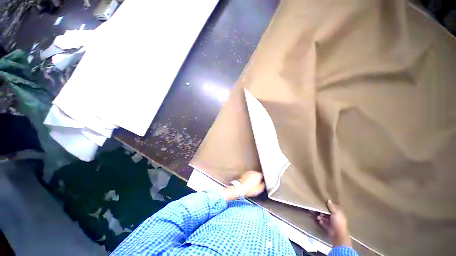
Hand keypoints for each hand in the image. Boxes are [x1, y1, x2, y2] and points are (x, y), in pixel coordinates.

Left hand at [238, 170, 264, 196]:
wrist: (240, 188)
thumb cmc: (249, 189)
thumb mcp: (259, 190)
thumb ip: (263, 186)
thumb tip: (262, 184)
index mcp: (258, 174)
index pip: (262, 176)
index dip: (261, 180)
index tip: (260, 183)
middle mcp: (253, 172)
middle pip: (257, 175)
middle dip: (256, 179)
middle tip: (256, 184)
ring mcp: (248, 172)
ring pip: (252, 175)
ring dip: (252, 178)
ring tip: (251, 184)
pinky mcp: (244, 174)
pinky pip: (247, 176)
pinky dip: (248, 178)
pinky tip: (247, 183)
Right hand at [317, 200, 351, 246]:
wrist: (338, 235)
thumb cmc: (338, 222)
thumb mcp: (335, 213)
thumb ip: (332, 207)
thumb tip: (328, 200)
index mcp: (339, 214)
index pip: (334, 208)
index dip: (330, 205)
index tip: (324, 202)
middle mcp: (336, 218)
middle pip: (328, 213)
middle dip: (323, 211)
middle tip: (319, 209)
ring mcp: (332, 223)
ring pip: (325, 218)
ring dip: (321, 216)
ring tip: (318, 216)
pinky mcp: (328, 227)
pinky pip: (323, 223)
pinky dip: (321, 221)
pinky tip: (319, 220)